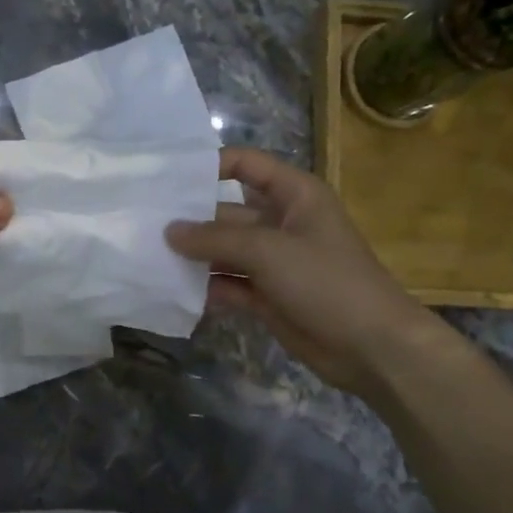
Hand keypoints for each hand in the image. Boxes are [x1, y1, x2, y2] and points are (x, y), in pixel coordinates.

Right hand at [166, 148, 453, 396]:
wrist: (370, 346)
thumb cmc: (326, 282)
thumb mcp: (269, 251)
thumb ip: (215, 239)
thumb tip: (169, 231)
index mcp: (293, 196)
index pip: (246, 165)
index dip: (210, 166)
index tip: (167, 178)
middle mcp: (281, 223)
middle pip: (226, 212)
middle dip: (190, 219)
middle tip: (142, 224)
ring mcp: (273, 262)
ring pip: (224, 251)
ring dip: (193, 257)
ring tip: (147, 257)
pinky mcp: (266, 296)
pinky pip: (228, 284)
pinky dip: (206, 287)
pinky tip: (172, 290)